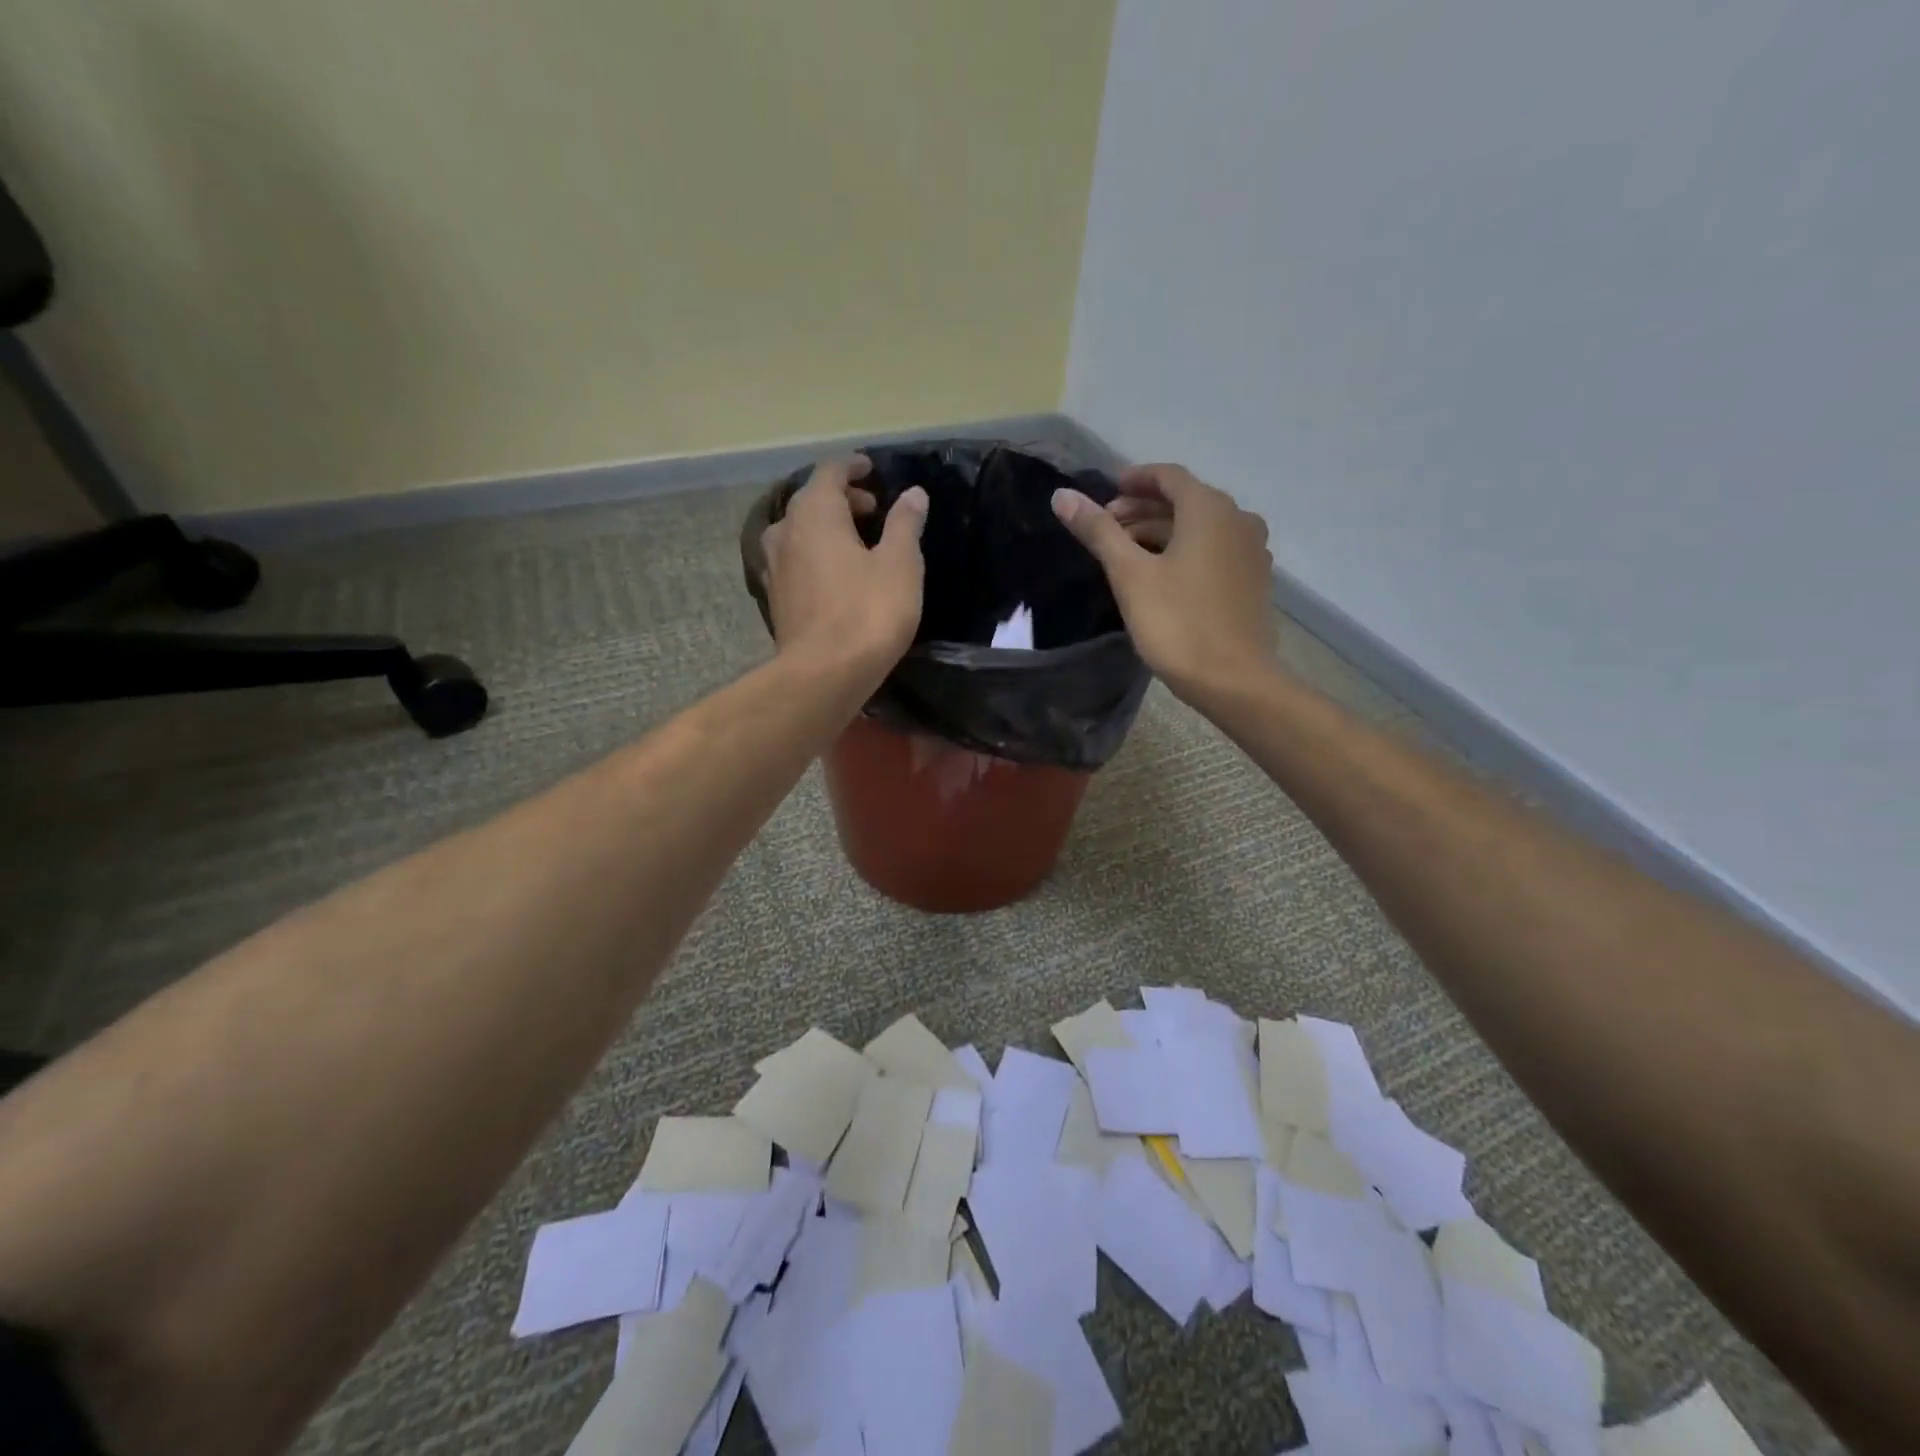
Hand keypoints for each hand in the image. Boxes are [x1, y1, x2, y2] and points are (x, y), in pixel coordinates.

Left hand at [763, 456, 928, 680]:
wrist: (824, 674)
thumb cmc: (867, 612)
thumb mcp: (900, 564)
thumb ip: (905, 524)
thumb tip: (913, 494)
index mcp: (816, 513)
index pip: (830, 472)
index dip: (852, 466)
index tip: (872, 469)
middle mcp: (786, 531)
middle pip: (811, 500)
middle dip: (842, 499)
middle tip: (873, 510)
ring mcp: (774, 566)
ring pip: (798, 531)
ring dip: (825, 528)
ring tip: (854, 543)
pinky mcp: (775, 598)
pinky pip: (794, 561)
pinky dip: (813, 556)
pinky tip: (833, 576)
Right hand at [1052, 463, 1276, 700]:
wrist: (1233, 680)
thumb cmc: (1177, 623)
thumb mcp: (1129, 575)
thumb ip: (1098, 531)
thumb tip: (1062, 495)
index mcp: (1210, 510)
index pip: (1169, 476)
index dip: (1135, 479)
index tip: (1107, 493)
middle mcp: (1238, 520)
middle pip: (1185, 501)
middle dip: (1144, 509)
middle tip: (1107, 528)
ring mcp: (1251, 552)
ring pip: (1200, 528)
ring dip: (1163, 531)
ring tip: (1127, 553)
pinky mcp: (1253, 581)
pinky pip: (1215, 551)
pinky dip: (1186, 551)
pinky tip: (1163, 575)